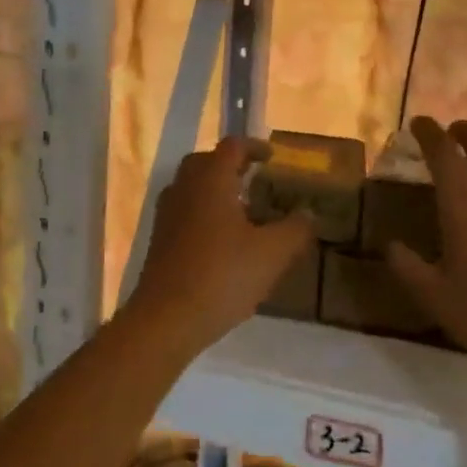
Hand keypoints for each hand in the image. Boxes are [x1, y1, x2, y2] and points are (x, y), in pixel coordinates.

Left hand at [127, 138, 316, 354]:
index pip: (232, 147)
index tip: (272, 157)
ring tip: (240, 208)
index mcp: (211, 180)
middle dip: (230, 165)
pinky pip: (183, 211)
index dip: (254, 147)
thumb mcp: (272, 254)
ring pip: (191, 186)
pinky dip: (202, 212)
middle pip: (205, 162)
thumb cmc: (222, 276)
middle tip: (254, 178)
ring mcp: (167, 214)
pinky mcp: (158, 240)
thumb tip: (308, 212)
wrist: (166, 319)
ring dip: (214, 189)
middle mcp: (185, 188)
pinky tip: (221, 239)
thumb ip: (295, 228)